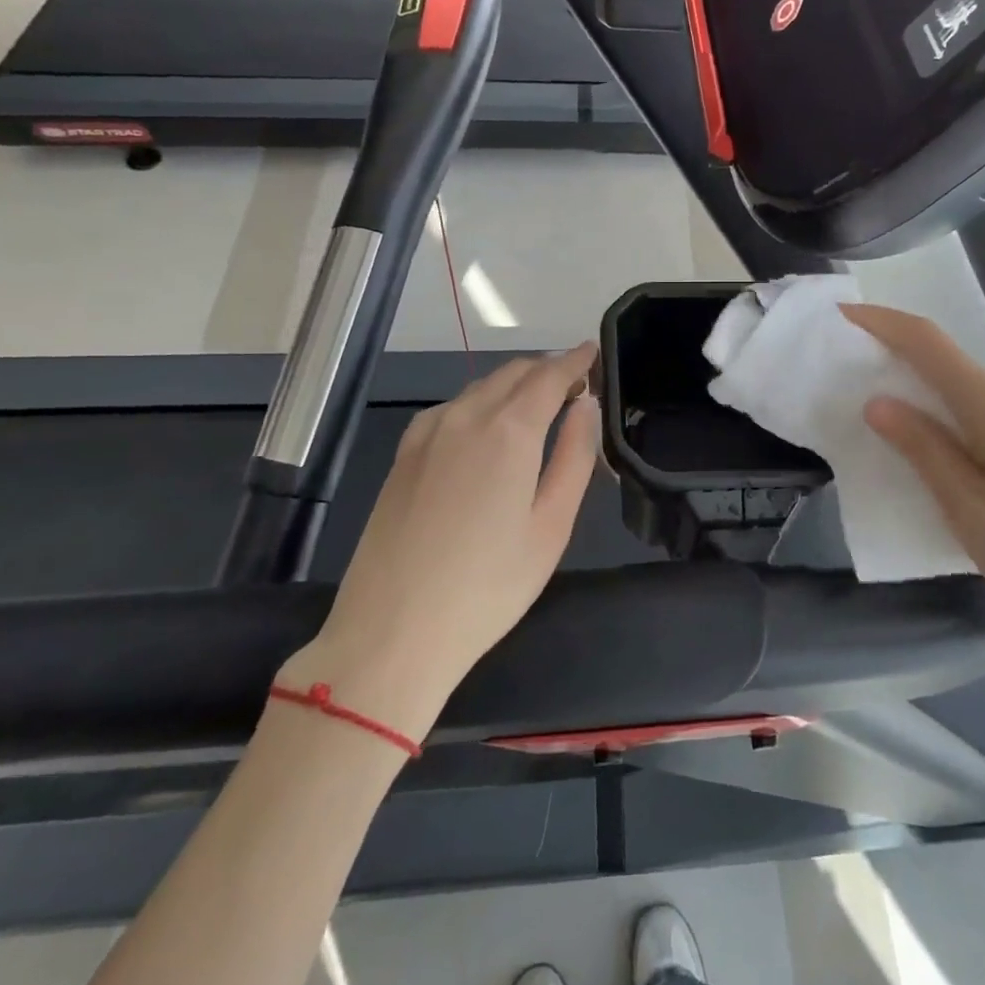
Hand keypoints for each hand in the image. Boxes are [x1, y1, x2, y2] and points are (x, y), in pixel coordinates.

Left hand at [282, 344, 600, 735]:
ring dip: (514, 384)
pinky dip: (481, 402)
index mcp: (508, 430)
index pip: (550, 375)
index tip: (593, 352)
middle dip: (548, 370)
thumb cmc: (488, 587)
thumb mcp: (551, 526)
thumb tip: (587, 406)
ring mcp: (427, 433)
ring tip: (539, 405)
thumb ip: (575, 456)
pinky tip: (487, 428)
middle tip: (575, 386)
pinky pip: (452, 408)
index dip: (575, 360)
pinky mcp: (404, 454)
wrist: (391, 632)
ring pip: (481, 387)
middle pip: (514, 373)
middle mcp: (465, 416)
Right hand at [842, 304, 984, 667]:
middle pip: (948, 364)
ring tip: (892, 429)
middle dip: (898, 363)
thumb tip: (879, 403)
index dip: (882, 322)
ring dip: (928, 397)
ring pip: (970, 392)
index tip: (842, 314)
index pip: (927, 342)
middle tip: (853, 383)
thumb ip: (923, 450)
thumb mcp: (970, 510)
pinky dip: (957, 419)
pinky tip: (948, 458)